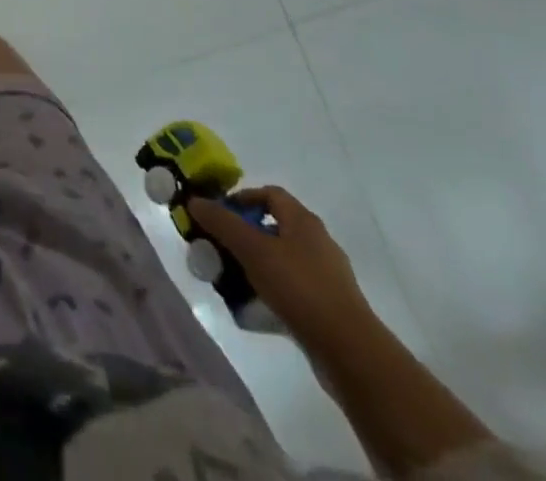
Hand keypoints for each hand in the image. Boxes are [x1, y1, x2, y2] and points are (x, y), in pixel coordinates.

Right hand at [188, 186, 379, 352]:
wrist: (350, 352)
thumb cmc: (299, 288)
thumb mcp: (253, 250)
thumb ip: (222, 223)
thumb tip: (195, 200)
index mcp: (303, 220)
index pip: (269, 194)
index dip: (242, 199)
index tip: (220, 215)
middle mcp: (318, 241)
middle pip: (274, 226)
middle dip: (245, 234)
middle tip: (222, 247)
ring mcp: (327, 275)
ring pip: (283, 258)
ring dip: (257, 264)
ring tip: (234, 279)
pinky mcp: (330, 306)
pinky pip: (293, 287)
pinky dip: (273, 289)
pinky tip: (257, 307)